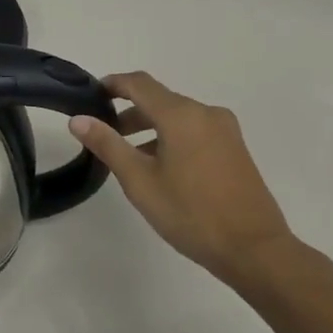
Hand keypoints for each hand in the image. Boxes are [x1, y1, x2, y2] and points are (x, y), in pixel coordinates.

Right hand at [71, 71, 306, 289]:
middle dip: (129, 112)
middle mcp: (206, 113)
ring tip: (129, 157)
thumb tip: (78, 119)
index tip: (90, 94)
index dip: (113, 84)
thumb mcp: (140, 181)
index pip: (139, 84)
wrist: (254, 249)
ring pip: (178, 117)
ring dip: (150, 127)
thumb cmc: (191, 213)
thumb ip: (108, 145)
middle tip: (103, 135)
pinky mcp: (235, 148)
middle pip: (160, 100)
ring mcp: (225, 130)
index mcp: (182, 115)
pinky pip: (195, 131)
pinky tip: (161, 168)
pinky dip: (172, 138)